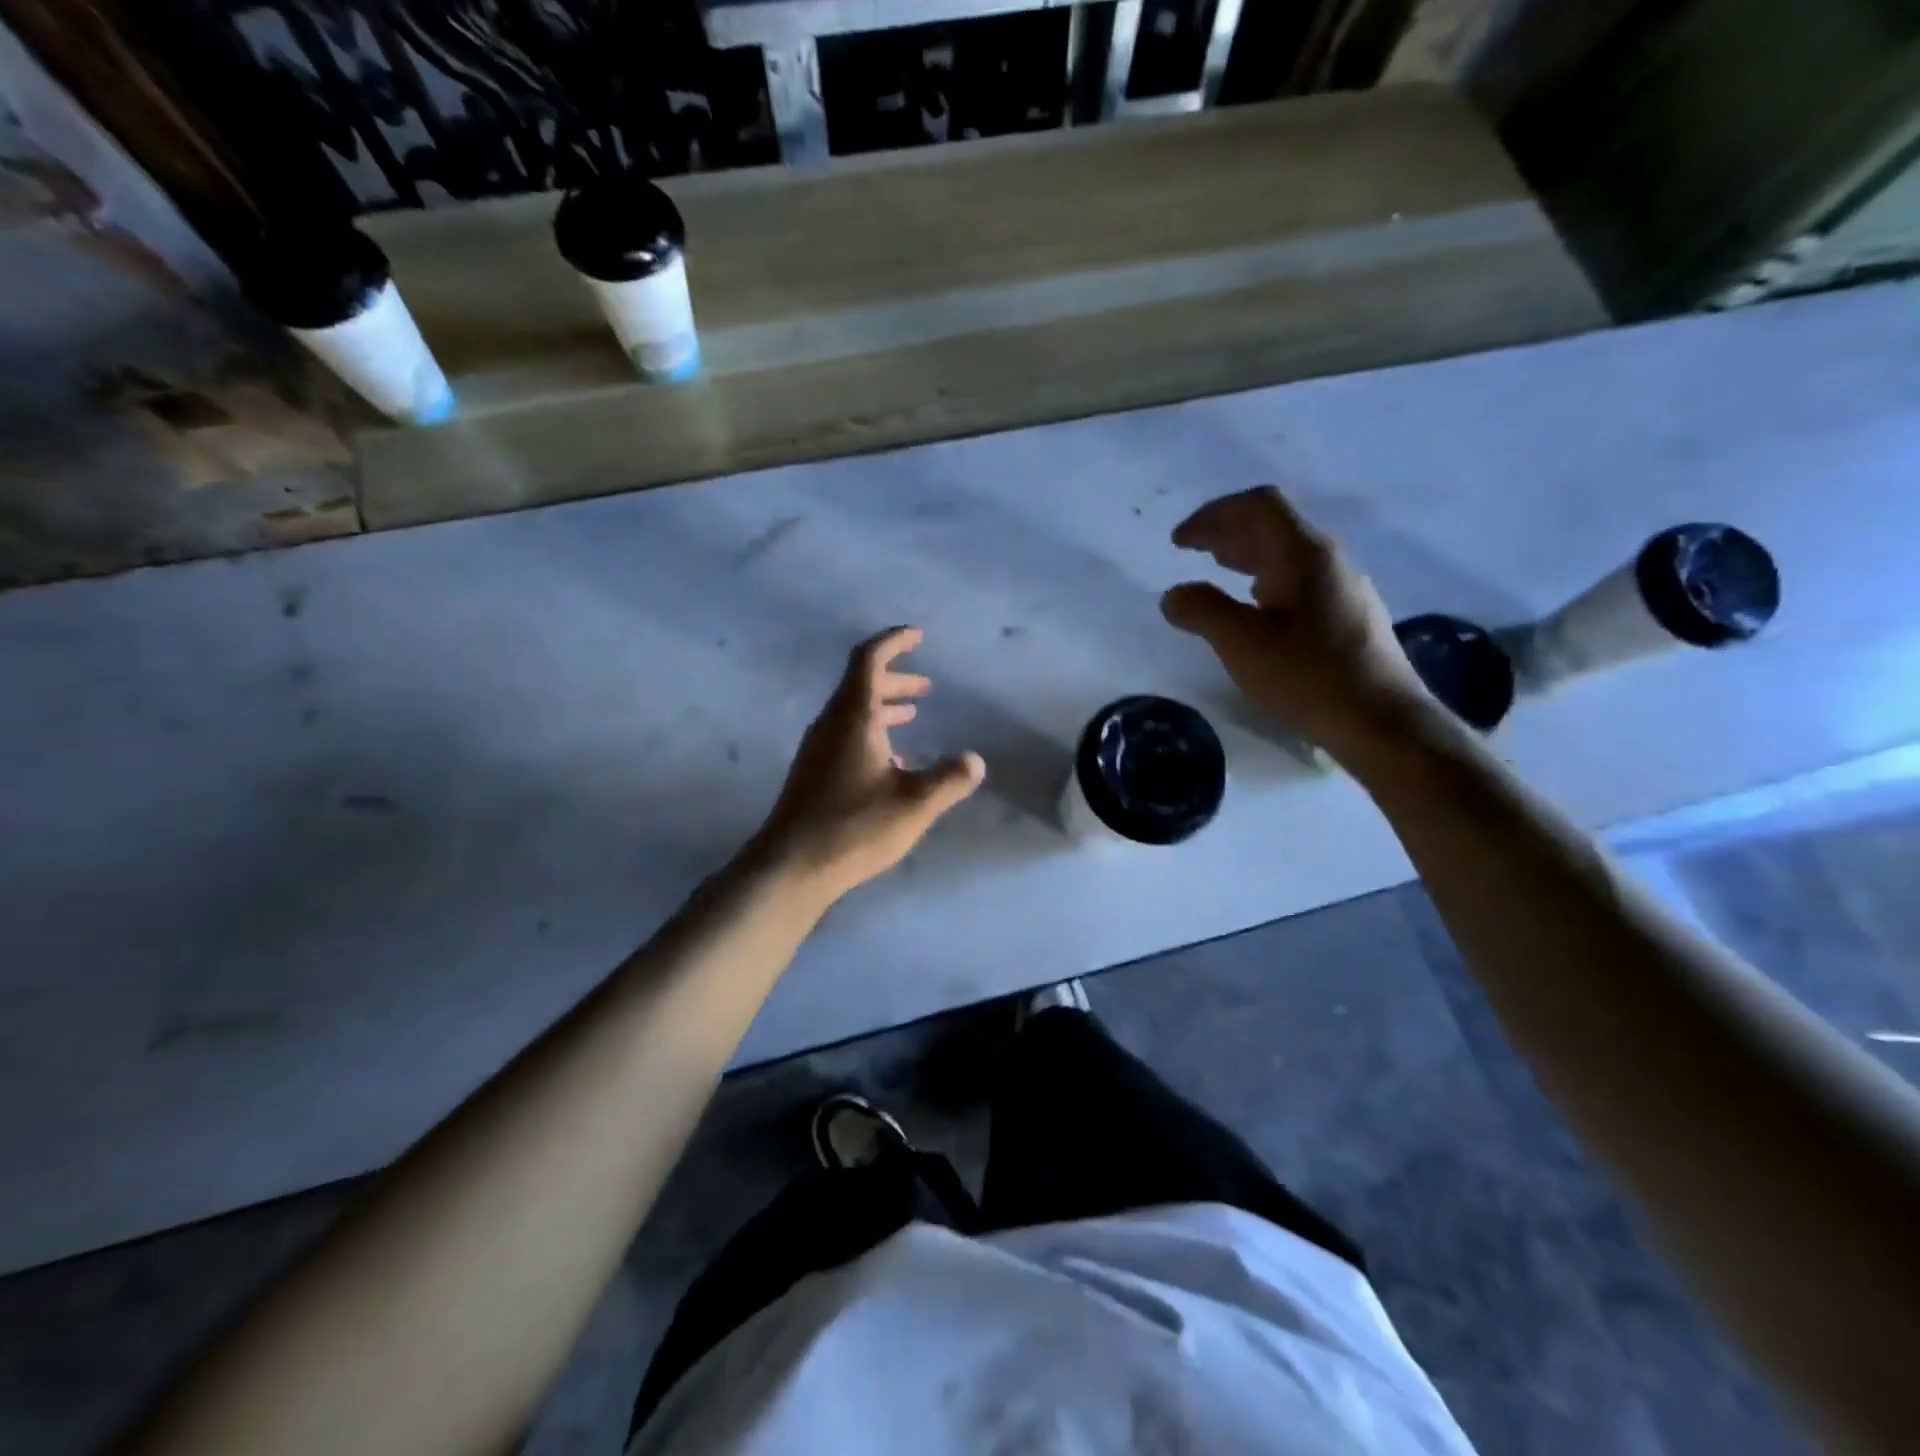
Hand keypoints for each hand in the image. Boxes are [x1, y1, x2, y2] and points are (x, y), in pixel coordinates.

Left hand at [756, 627, 985, 902]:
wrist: (791, 866)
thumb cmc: (854, 827)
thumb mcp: (914, 804)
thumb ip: (949, 779)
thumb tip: (975, 761)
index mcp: (854, 718)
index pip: (869, 659)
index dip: (893, 641)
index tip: (917, 636)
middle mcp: (831, 725)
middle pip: (861, 684)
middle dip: (895, 679)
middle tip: (926, 687)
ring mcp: (817, 749)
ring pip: (853, 712)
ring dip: (884, 707)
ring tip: (912, 715)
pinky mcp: (813, 772)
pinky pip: (845, 736)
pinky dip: (872, 734)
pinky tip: (892, 763)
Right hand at [1161, 486, 1433, 756]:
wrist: (1381, 721)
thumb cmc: (1307, 676)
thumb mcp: (1242, 644)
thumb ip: (1202, 611)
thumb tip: (1174, 594)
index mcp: (1304, 554)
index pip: (1258, 506)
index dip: (1213, 515)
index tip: (1179, 542)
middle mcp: (1329, 560)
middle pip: (1274, 525)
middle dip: (1227, 531)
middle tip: (1190, 550)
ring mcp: (1343, 587)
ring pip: (1288, 554)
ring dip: (1247, 555)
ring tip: (1217, 570)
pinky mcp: (1349, 615)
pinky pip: (1299, 580)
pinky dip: (1266, 580)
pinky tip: (1256, 606)